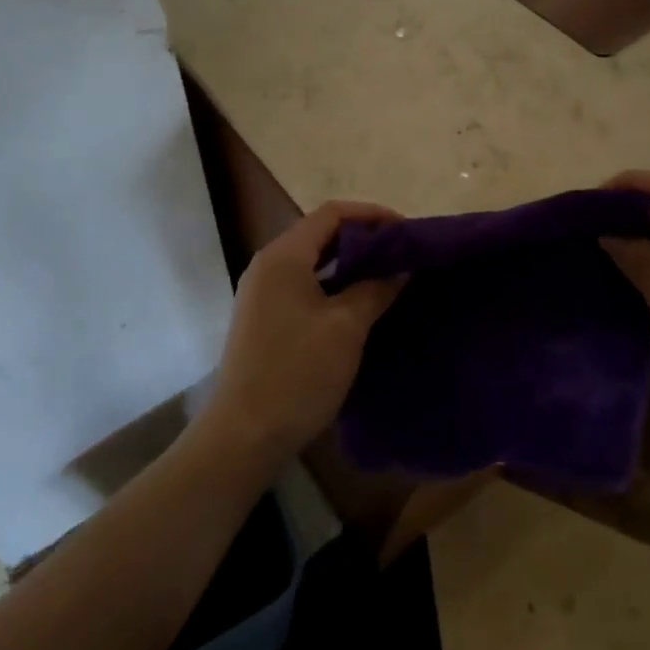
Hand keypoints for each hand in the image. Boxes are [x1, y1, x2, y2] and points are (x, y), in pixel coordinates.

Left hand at [199, 201, 407, 468]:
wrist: (243, 435)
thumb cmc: (297, 373)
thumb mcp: (346, 328)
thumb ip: (375, 289)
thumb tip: (401, 268)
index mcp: (284, 256)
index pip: (331, 214)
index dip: (371, 215)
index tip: (406, 231)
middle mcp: (268, 264)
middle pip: (320, 234)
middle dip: (362, 239)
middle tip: (401, 254)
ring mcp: (261, 292)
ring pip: (311, 261)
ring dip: (348, 264)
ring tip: (386, 276)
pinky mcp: (263, 317)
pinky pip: (302, 285)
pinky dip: (332, 285)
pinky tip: (358, 304)